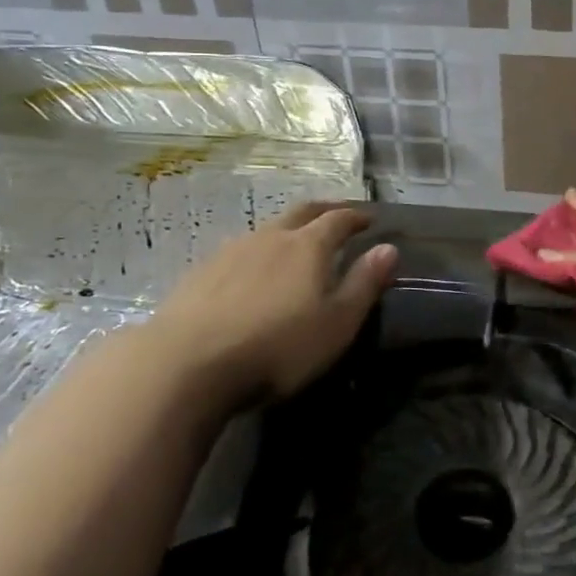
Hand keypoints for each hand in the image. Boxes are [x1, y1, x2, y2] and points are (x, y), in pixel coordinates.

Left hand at [140, 201, 397, 406]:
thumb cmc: (276, 347)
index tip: (369, 219)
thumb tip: (389, 248)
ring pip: (268, 229)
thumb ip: (364, 284)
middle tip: (338, 215)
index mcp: (308, 246)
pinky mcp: (200, 273)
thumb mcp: (336, 323)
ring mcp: (230, 251)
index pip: (338, 219)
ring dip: (288, 229)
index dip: (356, 217)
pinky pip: (239, 250)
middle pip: (302, 212)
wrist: (185, 365)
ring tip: (296, 243)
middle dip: (324, 210)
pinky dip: (258, 252)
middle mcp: (270, 237)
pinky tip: (252, 272)